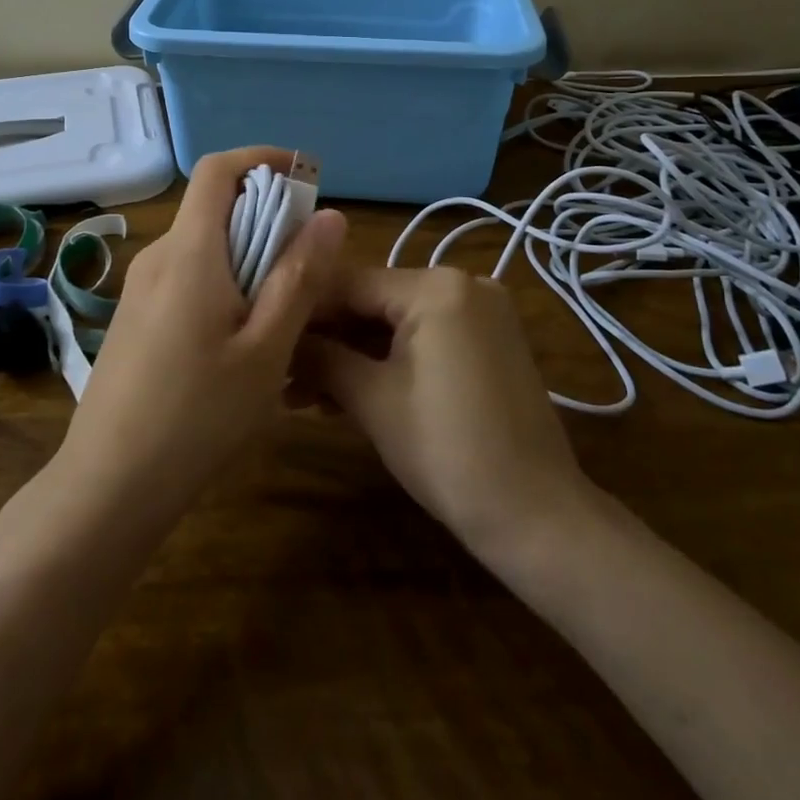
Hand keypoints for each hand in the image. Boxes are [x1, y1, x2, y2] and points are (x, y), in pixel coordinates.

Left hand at [56, 147, 347, 526]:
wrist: (108, 485)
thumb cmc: (197, 416)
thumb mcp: (266, 350)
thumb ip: (299, 277)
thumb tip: (330, 215)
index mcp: (189, 252)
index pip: (218, 169)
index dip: (262, 159)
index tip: (305, 178)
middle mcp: (158, 257)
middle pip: (214, 208)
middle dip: (266, 216)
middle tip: (309, 261)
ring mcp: (140, 288)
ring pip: (203, 245)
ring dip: (247, 254)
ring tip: (282, 307)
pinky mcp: (134, 317)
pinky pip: (186, 276)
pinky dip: (223, 281)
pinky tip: (241, 338)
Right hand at [308, 267, 591, 557]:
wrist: (535, 516)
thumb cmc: (446, 451)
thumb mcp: (372, 400)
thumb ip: (321, 357)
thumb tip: (280, 338)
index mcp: (437, 285)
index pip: (350, 282)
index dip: (303, 310)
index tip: (264, 332)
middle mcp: (463, 283)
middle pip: (374, 302)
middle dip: (327, 339)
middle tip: (280, 373)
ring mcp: (481, 312)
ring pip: (397, 323)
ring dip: (353, 356)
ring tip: (302, 394)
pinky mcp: (489, 342)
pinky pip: (425, 338)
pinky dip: (388, 362)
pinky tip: (346, 394)